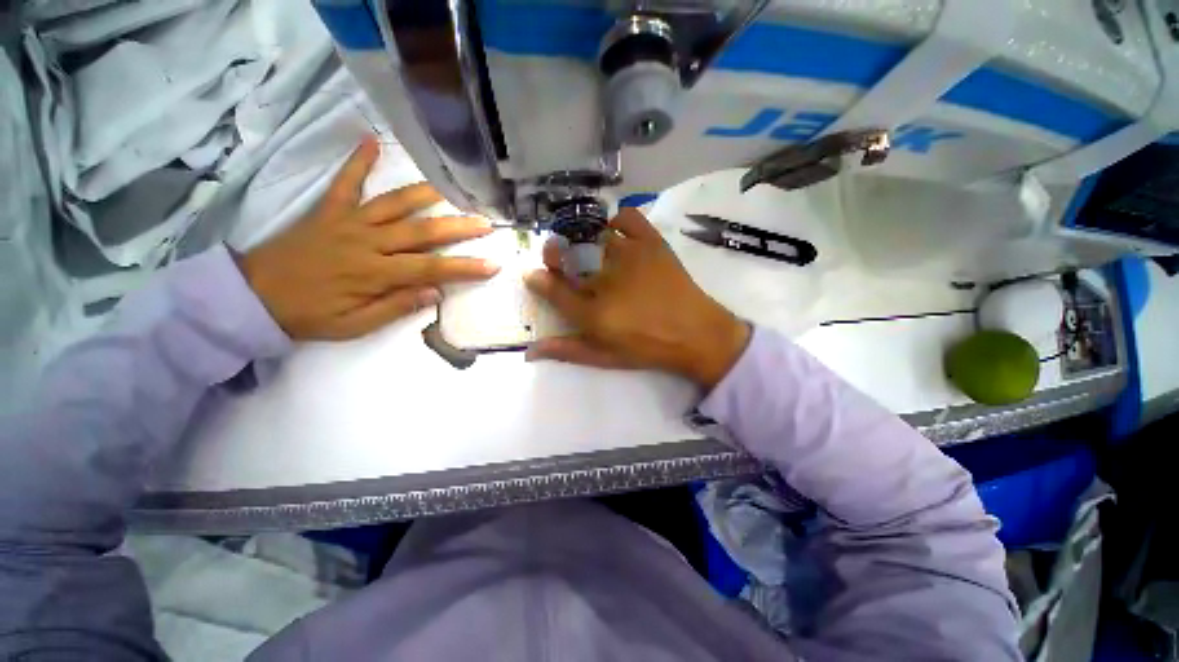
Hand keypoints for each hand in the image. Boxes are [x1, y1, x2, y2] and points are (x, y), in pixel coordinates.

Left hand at [238, 138, 498, 339]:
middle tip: (485, 222)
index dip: (465, 267)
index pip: (431, 268)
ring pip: (393, 204)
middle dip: (457, 228)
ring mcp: (347, 222)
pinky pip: (345, 183)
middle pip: (421, 232)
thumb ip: (396, 307)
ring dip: (425, 195)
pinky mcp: (327, 211)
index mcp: (374, 274)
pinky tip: (372, 141)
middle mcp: (366, 243)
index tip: (492, 265)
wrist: (251, 296)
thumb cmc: (308, 316)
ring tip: (452, 188)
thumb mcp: (355, 326)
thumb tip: (435, 292)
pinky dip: (358, 162)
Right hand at [524, 209, 749, 388]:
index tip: (533, 275)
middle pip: (568, 256)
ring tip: (594, 254)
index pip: (552, 289)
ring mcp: (630, 255)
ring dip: (586, 243)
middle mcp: (606, 279)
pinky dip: (618, 221)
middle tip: (563, 261)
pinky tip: (618, 234)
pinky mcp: (652, 243)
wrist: (696, 334)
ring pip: (594, 235)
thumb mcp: (605, 356)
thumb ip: (567, 350)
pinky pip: (628, 217)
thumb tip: (530, 350)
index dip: (538, 280)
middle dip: (556, 256)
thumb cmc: (648, 348)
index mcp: (593, 312)